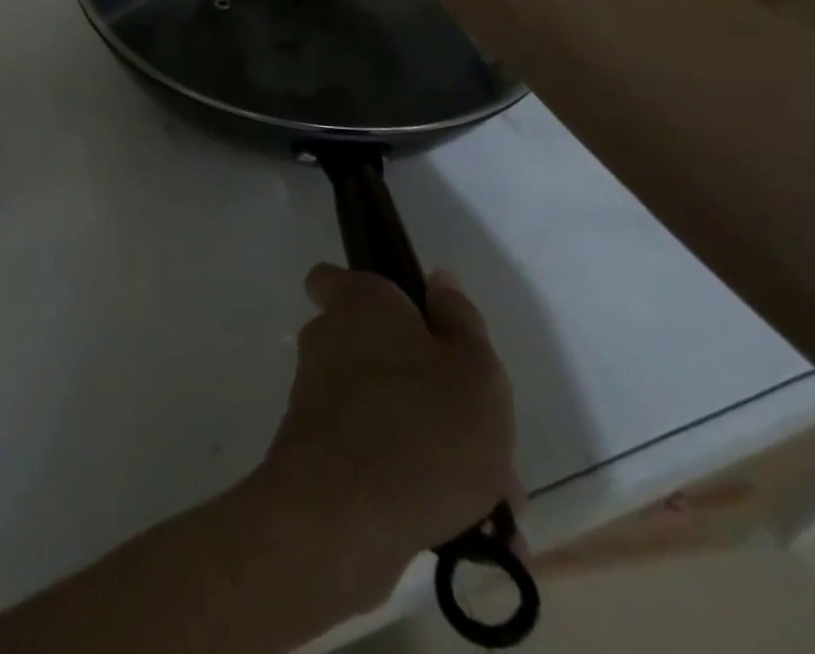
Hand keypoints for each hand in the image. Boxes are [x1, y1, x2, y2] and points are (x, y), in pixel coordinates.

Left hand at [254, 264, 519, 586]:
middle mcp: (330, 342)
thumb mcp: (474, 368)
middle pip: (383, 355)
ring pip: (390, 413)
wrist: (345, 517)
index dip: (367, 295)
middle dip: (436, 396)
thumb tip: (438, 282)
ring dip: (437, 450)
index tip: (410, 321)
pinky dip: (416, 487)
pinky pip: (377, 460)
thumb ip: (461, 322)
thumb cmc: (423, 424)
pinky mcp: (319, 457)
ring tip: (495, 508)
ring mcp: (319, 400)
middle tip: (489, 444)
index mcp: (359, 305)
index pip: (334, 279)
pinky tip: (471, 536)